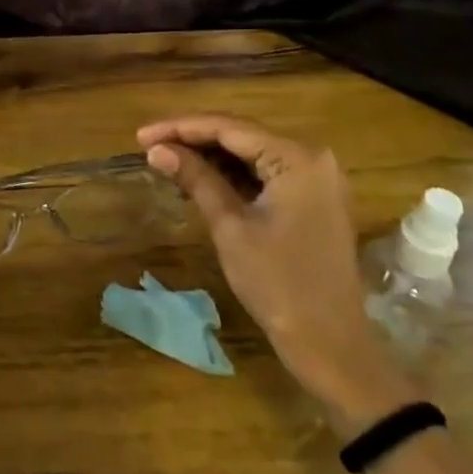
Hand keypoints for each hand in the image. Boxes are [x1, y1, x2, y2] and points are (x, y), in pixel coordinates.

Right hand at [137, 114, 413, 431]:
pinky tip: (198, 177)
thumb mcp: (230, 226)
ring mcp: (316, 179)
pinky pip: (265, 172)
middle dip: (192, 138)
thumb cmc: (278, 284)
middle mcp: (312, 158)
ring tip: (166, 159)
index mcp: (296, 158)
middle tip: (149, 145)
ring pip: (251, 153)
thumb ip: (195, 178)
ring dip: (209, 155)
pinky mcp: (313, 199)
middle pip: (240, 135)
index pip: (228, 128)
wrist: (332, 346)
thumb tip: (156, 149)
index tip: (140, 135)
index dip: (180, 128)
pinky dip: (231, 174)